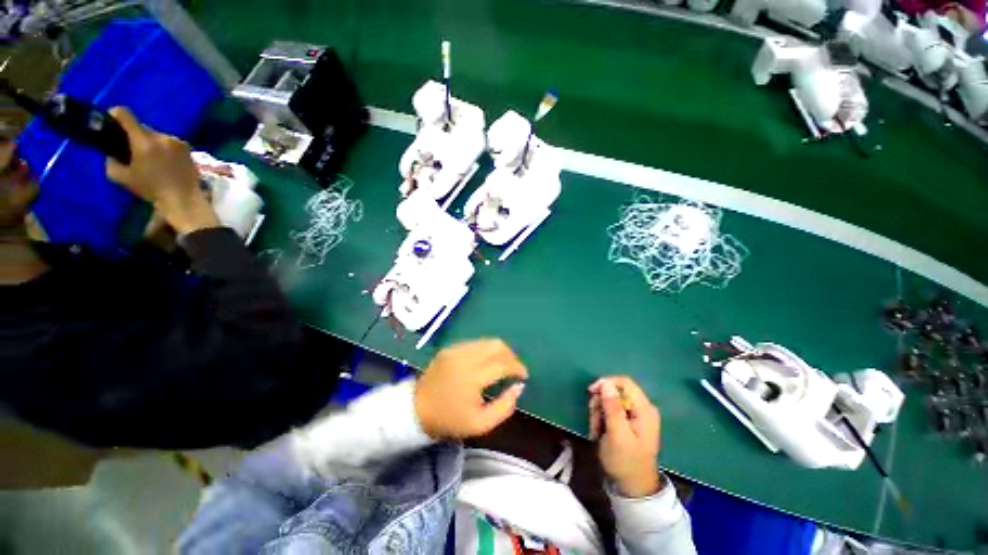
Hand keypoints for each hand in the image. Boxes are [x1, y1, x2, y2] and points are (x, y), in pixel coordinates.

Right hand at [105, 107, 218, 234]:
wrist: (183, 199)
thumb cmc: (151, 189)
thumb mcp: (122, 177)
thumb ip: (111, 161)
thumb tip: (111, 153)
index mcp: (144, 141)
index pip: (125, 114)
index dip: (115, 114)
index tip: (110, 120)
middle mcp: (162, 137)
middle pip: (142, 127)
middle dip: (134, 135)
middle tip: (131, 148)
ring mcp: (177, 141)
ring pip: (156, 135)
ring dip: (150, 142)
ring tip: (149, 157)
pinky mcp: (188, 148)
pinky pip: (169, 142)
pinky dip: (163, 148)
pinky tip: (163, 160)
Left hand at [415, 339, 527, 438]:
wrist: (416, 410)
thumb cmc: (449, 420)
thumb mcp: (480, 424)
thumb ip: (504, 407)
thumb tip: (518, 387)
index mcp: (472, 377)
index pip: (502, 363)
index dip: (517, 367)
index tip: (523, 375)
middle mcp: (464, 357)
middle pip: (496, 345)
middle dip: (510, 355)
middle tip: (514, 368)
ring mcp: (455, 350)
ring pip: (486, 341)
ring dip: (499, 351)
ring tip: (502, 365)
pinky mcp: (449, 348)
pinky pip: (474, 343)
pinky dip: (485, 350)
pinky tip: (485, 362)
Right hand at [589, 376, 662, 497]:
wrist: (633, 487)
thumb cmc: (626, 461)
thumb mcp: (617, 434)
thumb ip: (612, 407)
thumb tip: (606, 383)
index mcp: (645, 409)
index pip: (624, 382)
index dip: (606, 383)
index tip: (591, 392)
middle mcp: (642, 408)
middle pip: (615, 391)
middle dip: (601, 402)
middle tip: (594, 420)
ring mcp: (636, 415)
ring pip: (610, 401)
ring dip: (599, 412)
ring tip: (596, 430)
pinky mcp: (629, 421)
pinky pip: (611, 410)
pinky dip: (602, 418)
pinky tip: (599, 431)